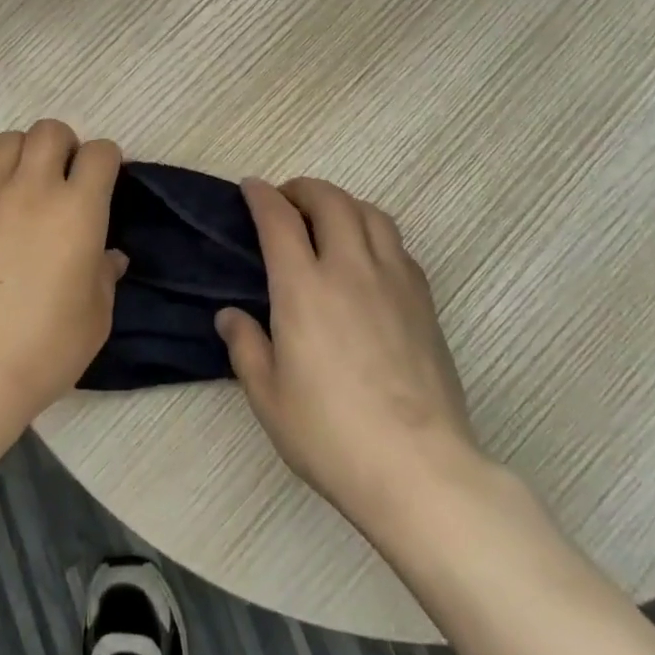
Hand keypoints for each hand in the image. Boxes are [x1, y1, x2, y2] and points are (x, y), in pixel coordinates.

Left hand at [0, 120, 125, 425]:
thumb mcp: (94, 319)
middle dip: (62, 144)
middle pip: (50, 130)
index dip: (106, 160)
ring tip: (17, 184)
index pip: (100, 152)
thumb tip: (109, 256)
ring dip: (20, 154)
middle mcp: (33, 188)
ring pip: (6, 140)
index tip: (102, 179)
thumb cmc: (42, 349)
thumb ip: (104, 277)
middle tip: (60, 175)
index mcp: (79, 210)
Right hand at [215, 177, 486, 540]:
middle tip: (287, 201)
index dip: (262, 196)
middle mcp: (349, 270)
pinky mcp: (424, 301)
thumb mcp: (268, 397)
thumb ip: (245, 346)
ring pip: (371, 214)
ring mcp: (394, 281)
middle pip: (331, 201)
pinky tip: (367, 258)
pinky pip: (397, 245)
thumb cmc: (330, 434)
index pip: (280, 219)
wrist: (417, 467)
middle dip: (304, 189)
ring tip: (328, 219)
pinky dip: (374, 233)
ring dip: (343, 204)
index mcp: (303, 288)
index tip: (251, 187)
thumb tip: (230, 315)